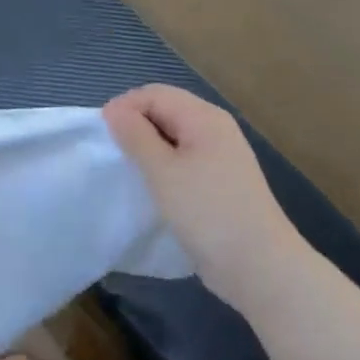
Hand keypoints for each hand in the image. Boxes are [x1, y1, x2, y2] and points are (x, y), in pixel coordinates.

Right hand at [103, 85, 304, 286]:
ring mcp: (219, 157)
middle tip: (111, 155)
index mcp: (204, 118)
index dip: (124, 108)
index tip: (102, 138)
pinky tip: (150, 188)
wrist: (258, 266)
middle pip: (165, 111)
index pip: (154, 94)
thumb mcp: (162, 171)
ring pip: (172, 137)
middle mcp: (214, 129)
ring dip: (146, 148)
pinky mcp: (218, 183)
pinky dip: (161, 167)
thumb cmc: (207, 212)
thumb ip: (135, 136)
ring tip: (127, 172)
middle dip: (134, 126)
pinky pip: (182, 161)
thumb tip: (114, 110)